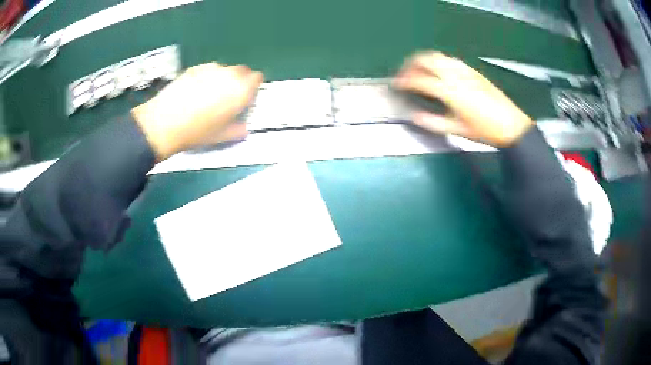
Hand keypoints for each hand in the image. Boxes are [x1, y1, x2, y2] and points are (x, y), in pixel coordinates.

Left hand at [132, 63, 262, 159]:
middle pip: (242, 70)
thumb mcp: (221, 136)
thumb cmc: (196, 133)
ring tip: (209, 94)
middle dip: (239, 81)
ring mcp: (211, 68)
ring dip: (223, 78)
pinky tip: (195, 91)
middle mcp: (229, 74)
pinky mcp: (195, 68)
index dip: (252, 87)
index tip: (246, 98)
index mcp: (241, 90)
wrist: (164, 123)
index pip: (257, 78)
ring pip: (224, 69)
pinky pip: (208, 69)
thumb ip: (237, 129)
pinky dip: (207, 77)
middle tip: (228, 97)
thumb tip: (243, 128)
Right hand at [393, 52, 532, 147]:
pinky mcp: (473, 71)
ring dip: (424, 60)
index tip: (396, 84)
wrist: (512, 126)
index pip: (420, 80)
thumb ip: (433, 122)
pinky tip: (439, 71)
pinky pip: (450, 60)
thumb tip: (414, 116)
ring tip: (418, 70)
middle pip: (426, 59)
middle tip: (404, 73)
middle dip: (410, 64)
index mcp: (449, 91)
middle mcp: (455, 76)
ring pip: (438, 56)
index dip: (404, 81)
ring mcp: (465, 71)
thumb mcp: (457, 130)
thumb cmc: (485, 131)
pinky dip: (438, 62)